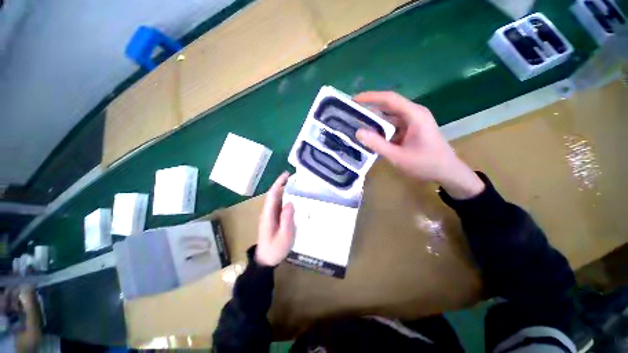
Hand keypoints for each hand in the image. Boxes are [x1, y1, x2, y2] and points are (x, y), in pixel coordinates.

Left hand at [255, 172, 294, 265]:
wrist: (266, 259)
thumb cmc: (275, 249)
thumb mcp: (284, 236)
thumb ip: (287, 219)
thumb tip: (290, 202)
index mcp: (268, 215)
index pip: (273, 195)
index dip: (279, 183)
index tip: (286, 175)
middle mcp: (268, 212)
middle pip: (274, 194)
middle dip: (281, 183)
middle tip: (293, 176)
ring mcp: (270, 215)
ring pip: (276, 198)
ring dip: (283, 189)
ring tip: (294, 183)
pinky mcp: (273, 218)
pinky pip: (279, 204)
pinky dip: (285, 197)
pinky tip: (292, 197)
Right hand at [354, 91, 483, 198]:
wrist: (447, 172)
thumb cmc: (426, 164)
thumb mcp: (398, 156)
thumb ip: (377, 144)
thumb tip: (358, 132)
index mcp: (414, 115)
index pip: (389, 99)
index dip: (370, 97)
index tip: (353, 100)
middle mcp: (414, 113)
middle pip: (388, 105)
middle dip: (370, 108)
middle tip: (351, 113)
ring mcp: (413, 120)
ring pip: (390, 116)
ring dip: (374, 119)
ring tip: (356, 123)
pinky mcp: (412, 128)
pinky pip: (393, 124)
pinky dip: (381, 128)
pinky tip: (371, 134)